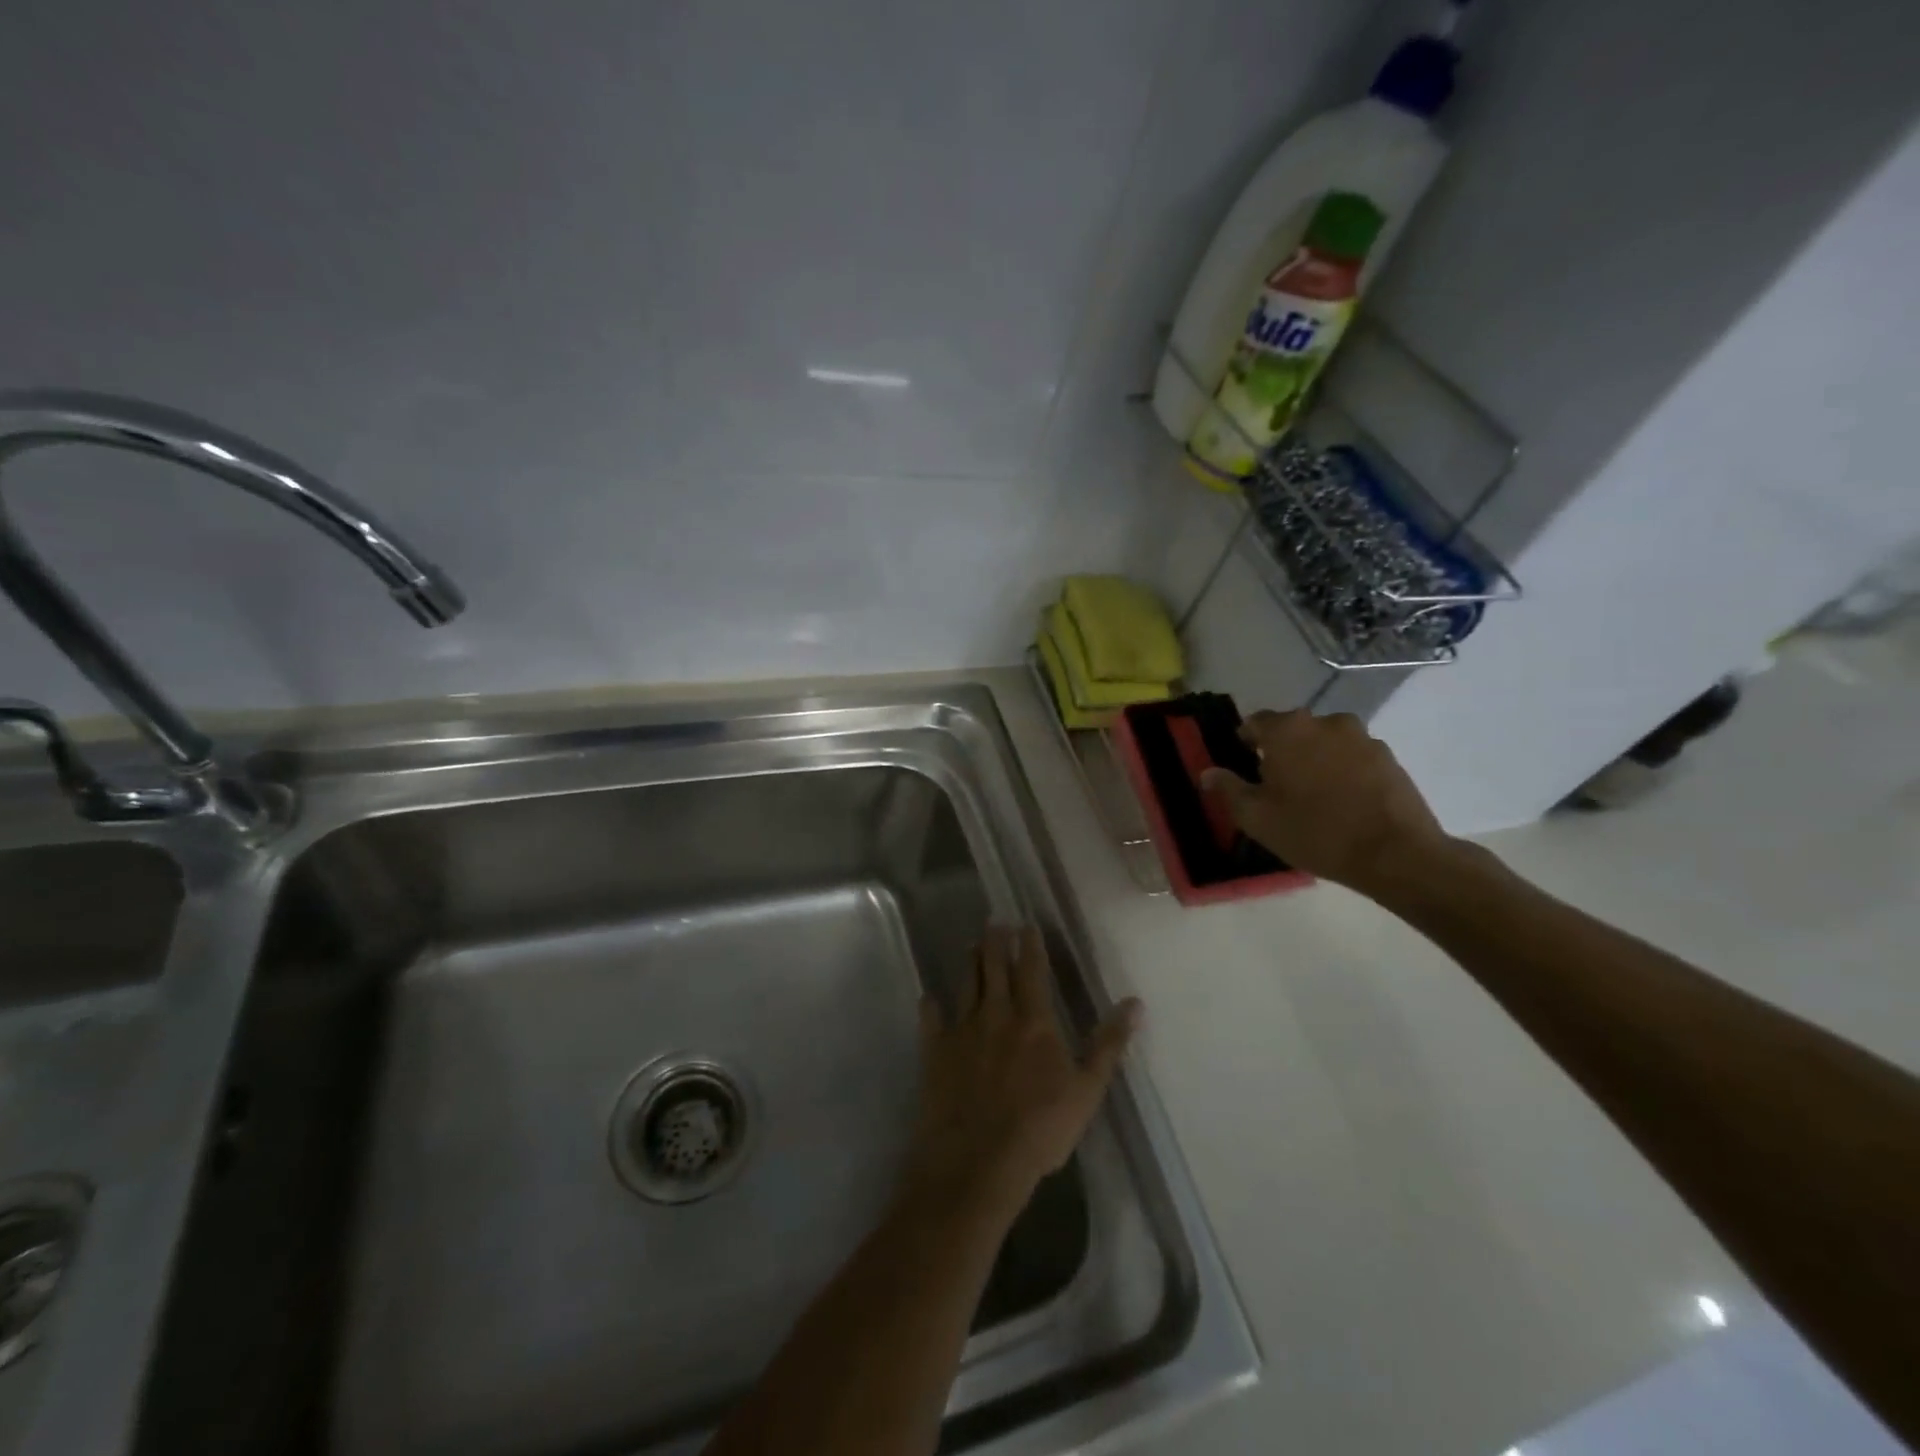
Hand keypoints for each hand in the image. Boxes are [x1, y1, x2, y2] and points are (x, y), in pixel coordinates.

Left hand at [905, 927, 1141, 1215]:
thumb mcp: (1088, 1090)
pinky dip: (930, 1005)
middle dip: (995, 942)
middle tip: (994, 922)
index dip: (1030, 946)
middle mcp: (995, 1015)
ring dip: (970, 962)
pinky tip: (929, 997)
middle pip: (994, 969)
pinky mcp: (935, 1052)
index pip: (1032, 971)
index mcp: (1033, 1021)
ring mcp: (962, 1031)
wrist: (978, 1161)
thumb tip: (1134, 1003)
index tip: (1026, 925)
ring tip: (971, 945)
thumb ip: (1109, 1044)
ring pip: (965, 985)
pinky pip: (931, 1020)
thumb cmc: (1040, 1128)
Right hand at [1200, 708, 1453, 896]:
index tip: (1245, 768)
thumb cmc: (1314, 832)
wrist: (1395, 854)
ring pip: (1324, 742)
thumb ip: (1228, 789)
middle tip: (1277, 786)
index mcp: (1287, 730)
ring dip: (1315, 759)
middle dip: (1282, 751)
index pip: (1254, 722)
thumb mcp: (1256, 818)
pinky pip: (1353, 756)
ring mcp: (1362, 737)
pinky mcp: (1388, 756)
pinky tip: (1344, 801)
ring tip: (1314, 795)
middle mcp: (1324, 721)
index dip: (1245, 743)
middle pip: (1292, 730)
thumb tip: (1208, 773)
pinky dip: (1343, 770)